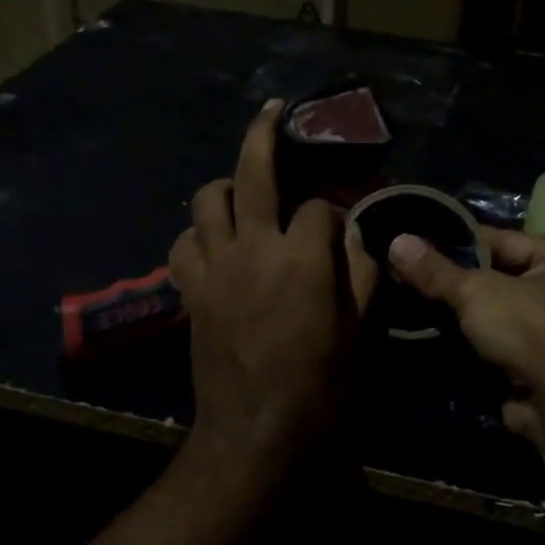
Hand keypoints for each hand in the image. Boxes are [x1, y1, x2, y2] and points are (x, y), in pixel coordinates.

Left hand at [169, 101, 377, 469]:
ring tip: (241, 195)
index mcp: (303, 258)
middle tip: (272, 112)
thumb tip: (358, 234)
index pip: (320, 206)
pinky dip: (197, 235)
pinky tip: (213, 245)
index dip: (335, 209)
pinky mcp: (190, 290)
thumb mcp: (357, 330)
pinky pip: (183, 243)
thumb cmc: (318, 386)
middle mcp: (254, 247)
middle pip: (254, 171)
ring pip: (206, 199)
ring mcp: (215, 266)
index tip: (342, 222)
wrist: (256, 432)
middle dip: (265, 134)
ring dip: (226, 188)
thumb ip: (362, 272)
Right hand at [388, 228, 544, 457]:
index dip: (456, 242)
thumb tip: (396, 240)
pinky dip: (472, 340)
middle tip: (406, 273)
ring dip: (460, 312)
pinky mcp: (544, 365)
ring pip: (497, 312)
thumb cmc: (532, 332)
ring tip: (411, 300)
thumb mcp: (477, 293)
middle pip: (499, 276)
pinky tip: (433, 333)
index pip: (502, 240)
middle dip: (455, 280)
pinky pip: (500, 341)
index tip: (415, 243)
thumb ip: (436, 271)